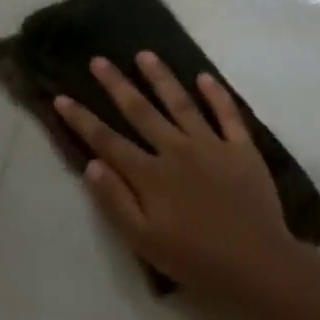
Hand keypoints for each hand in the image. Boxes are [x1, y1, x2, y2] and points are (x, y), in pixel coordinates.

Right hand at [54, 52, 309, 312]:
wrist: (258, 264)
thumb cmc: (195, 259)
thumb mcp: (143, 240)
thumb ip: (115, 201)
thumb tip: (91, 164)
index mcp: (150, 175)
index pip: (107, 141)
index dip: (82, 119)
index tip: (61, 97)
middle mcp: (177, 150)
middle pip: (140, 111)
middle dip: (116, 84)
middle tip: (99, 60)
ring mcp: (211, 146)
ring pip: (181, 103)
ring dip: (161, 77)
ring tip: (145, 55)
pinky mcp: (242, 149)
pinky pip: (227, 114)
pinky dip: (216, 94)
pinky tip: (204, 76)